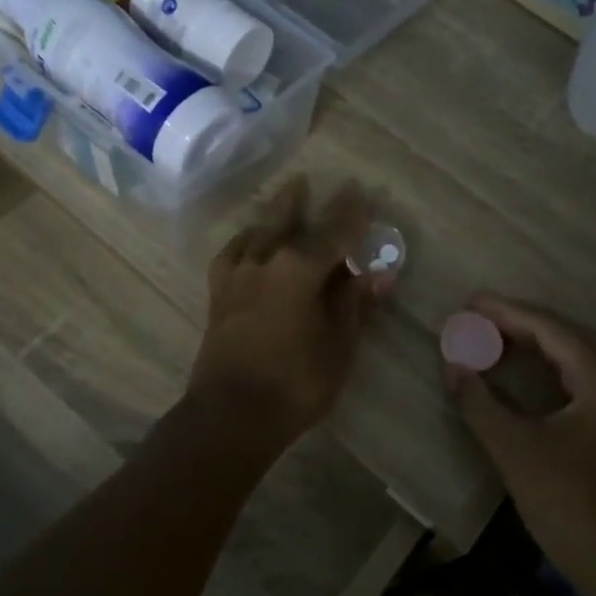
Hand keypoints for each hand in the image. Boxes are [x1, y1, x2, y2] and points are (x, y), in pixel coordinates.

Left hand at [188, 178, 390, 440]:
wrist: (231, 415)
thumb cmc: (295, 383)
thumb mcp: (338, 345)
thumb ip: (354, 304)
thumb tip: (377, 274)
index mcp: (299, 270)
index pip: (334, 233)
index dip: (351, 215)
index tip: (363, 194)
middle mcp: (265, 262)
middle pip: (288, 221)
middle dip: (305, 201)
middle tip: (316, 181)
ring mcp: (237, 277)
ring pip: (257, 233)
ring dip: (274, 214)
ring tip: (285, 197)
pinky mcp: (218, 295)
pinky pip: (230, 256)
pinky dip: (243, 242)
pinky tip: (249, 242)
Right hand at [445, 295, 595, 583]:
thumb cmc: (565, 500)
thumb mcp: (513, 447)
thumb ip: (479, 401)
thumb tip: (452, 365)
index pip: (551, 331)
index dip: (509, 313)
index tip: (472, 301)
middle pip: (568, 337)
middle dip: (522, 323)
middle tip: (480, 315)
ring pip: (577, 357)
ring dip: (537, 344)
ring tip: (496, 334)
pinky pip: (583, 378)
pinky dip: (551, 367)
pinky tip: (527, 368)